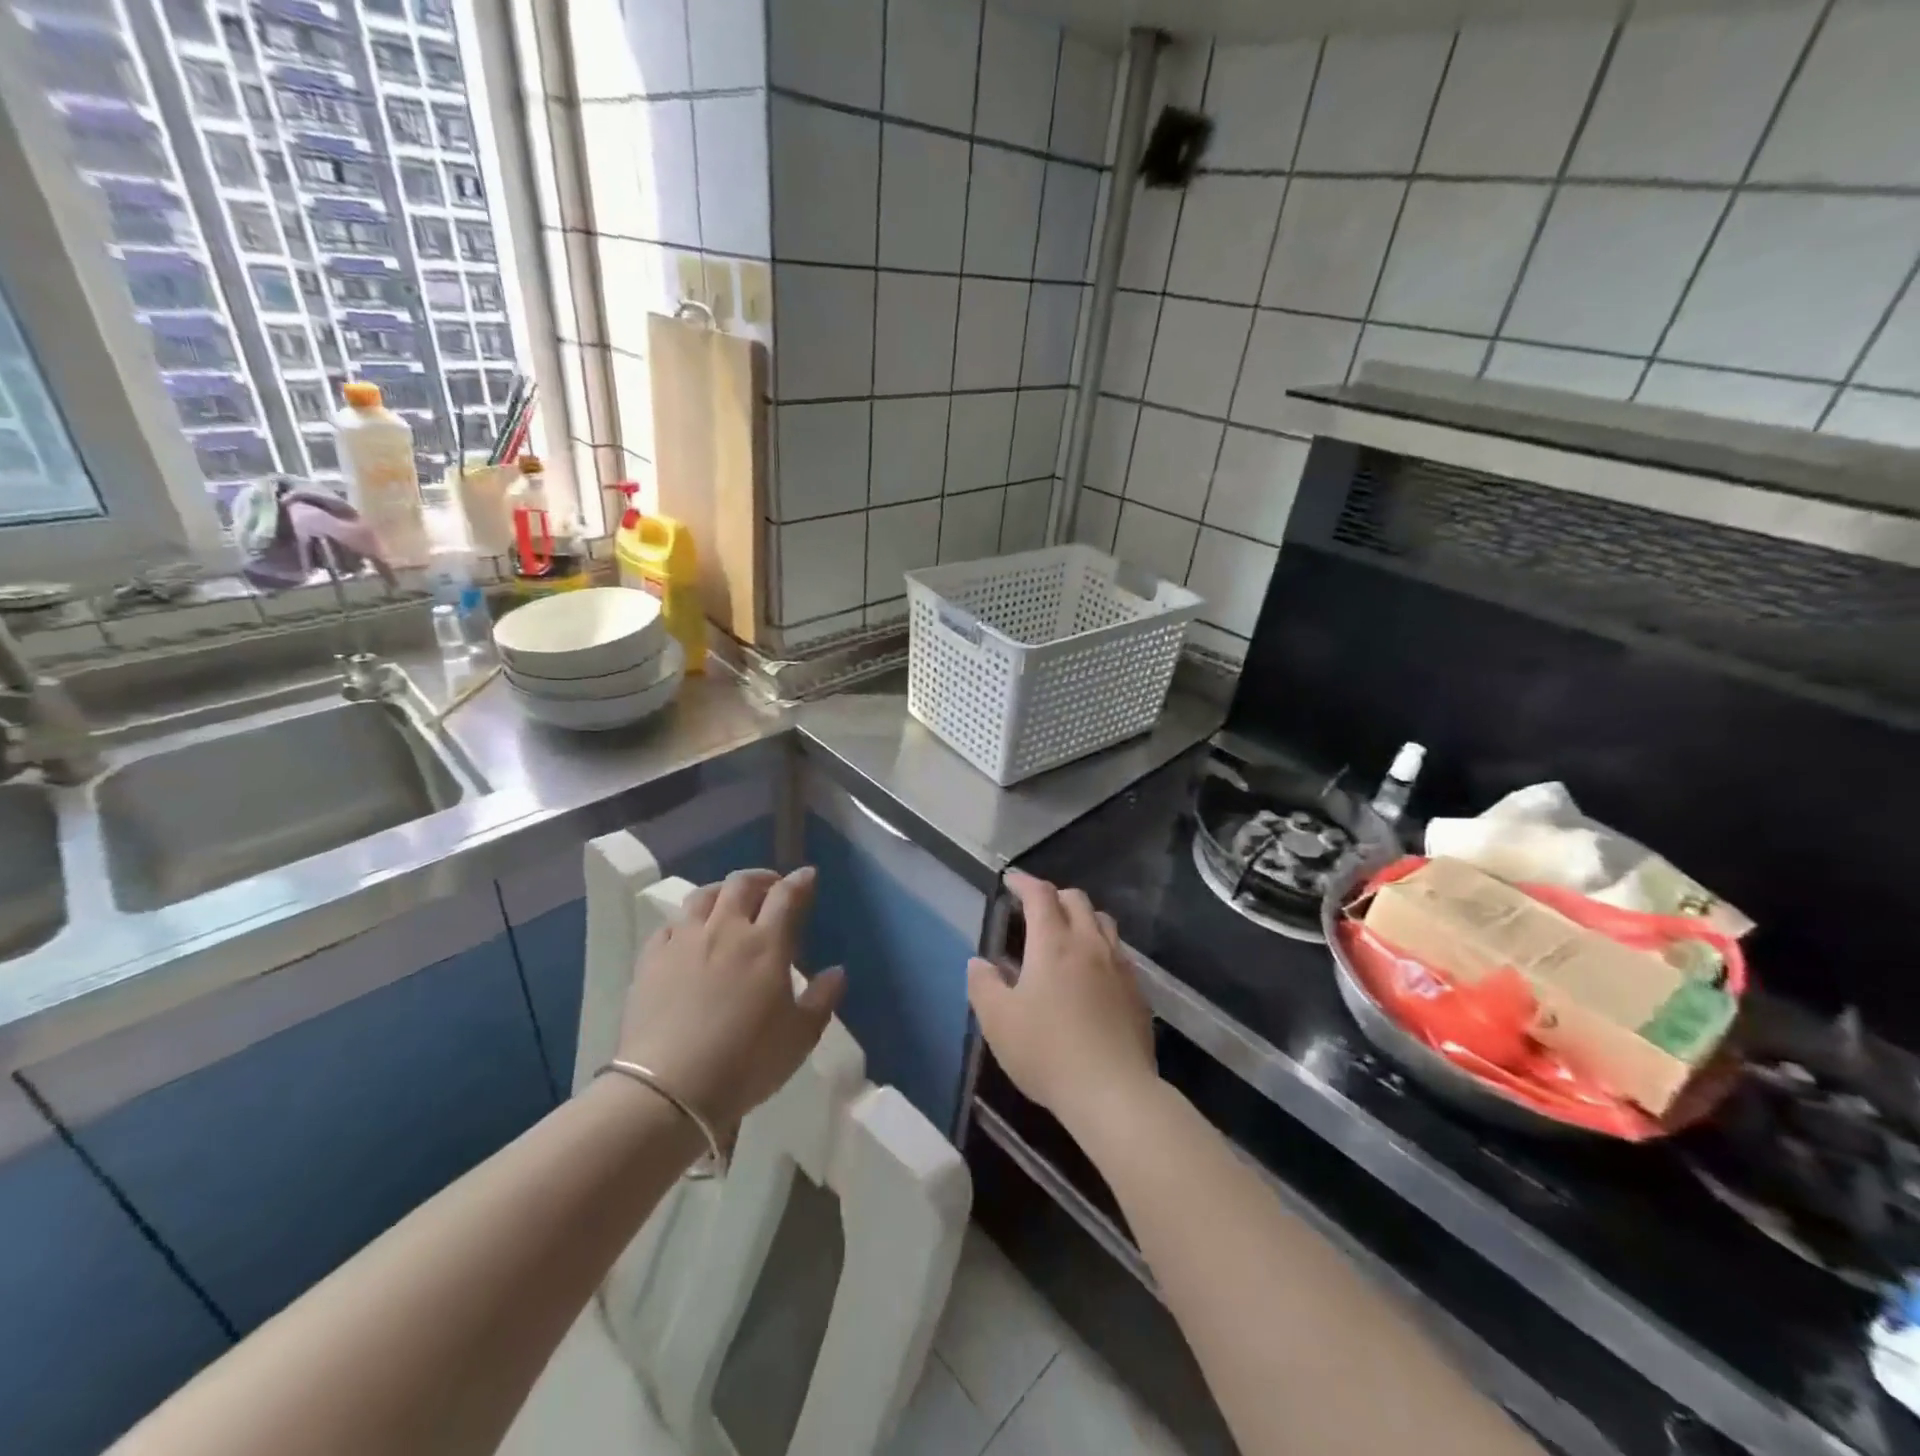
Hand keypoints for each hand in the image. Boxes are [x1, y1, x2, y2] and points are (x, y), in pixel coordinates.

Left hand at [617, 867, 844, 1132]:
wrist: (668, 1089)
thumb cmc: (746, 1062)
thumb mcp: (800, 1037)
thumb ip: (822, 998)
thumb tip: (837, 971)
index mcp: (766, 943)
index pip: (787, 895)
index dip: (800, 881)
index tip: (808, 876)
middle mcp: (725, 930)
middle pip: (741, 884)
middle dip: (761, 878)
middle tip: (771, 887)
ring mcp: (683, 942)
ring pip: (702, 896)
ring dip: (722, 891)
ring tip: (729, 902)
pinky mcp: (651, 960)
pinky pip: (670, 925)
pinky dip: (686, 921)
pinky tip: (689, 934)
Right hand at [967, 871, 1157, 1133]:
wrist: (1113, 1092)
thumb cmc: (1047, 1052)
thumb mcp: (998, 1022)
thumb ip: (983, 985)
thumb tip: (979, 963)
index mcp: (1053, 943)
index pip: (1040, 895)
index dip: (1024, 883)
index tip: (1011, 881)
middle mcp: (1089, 944)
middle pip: (1076, 900)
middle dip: (1054, 896)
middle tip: (1035, 909)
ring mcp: (1119, 967)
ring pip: (1103, 922)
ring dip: (1082, 917)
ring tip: (1066, 934)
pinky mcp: (1137, 992)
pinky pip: (1118, 953)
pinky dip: (1101, 947)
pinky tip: (1092, 973)